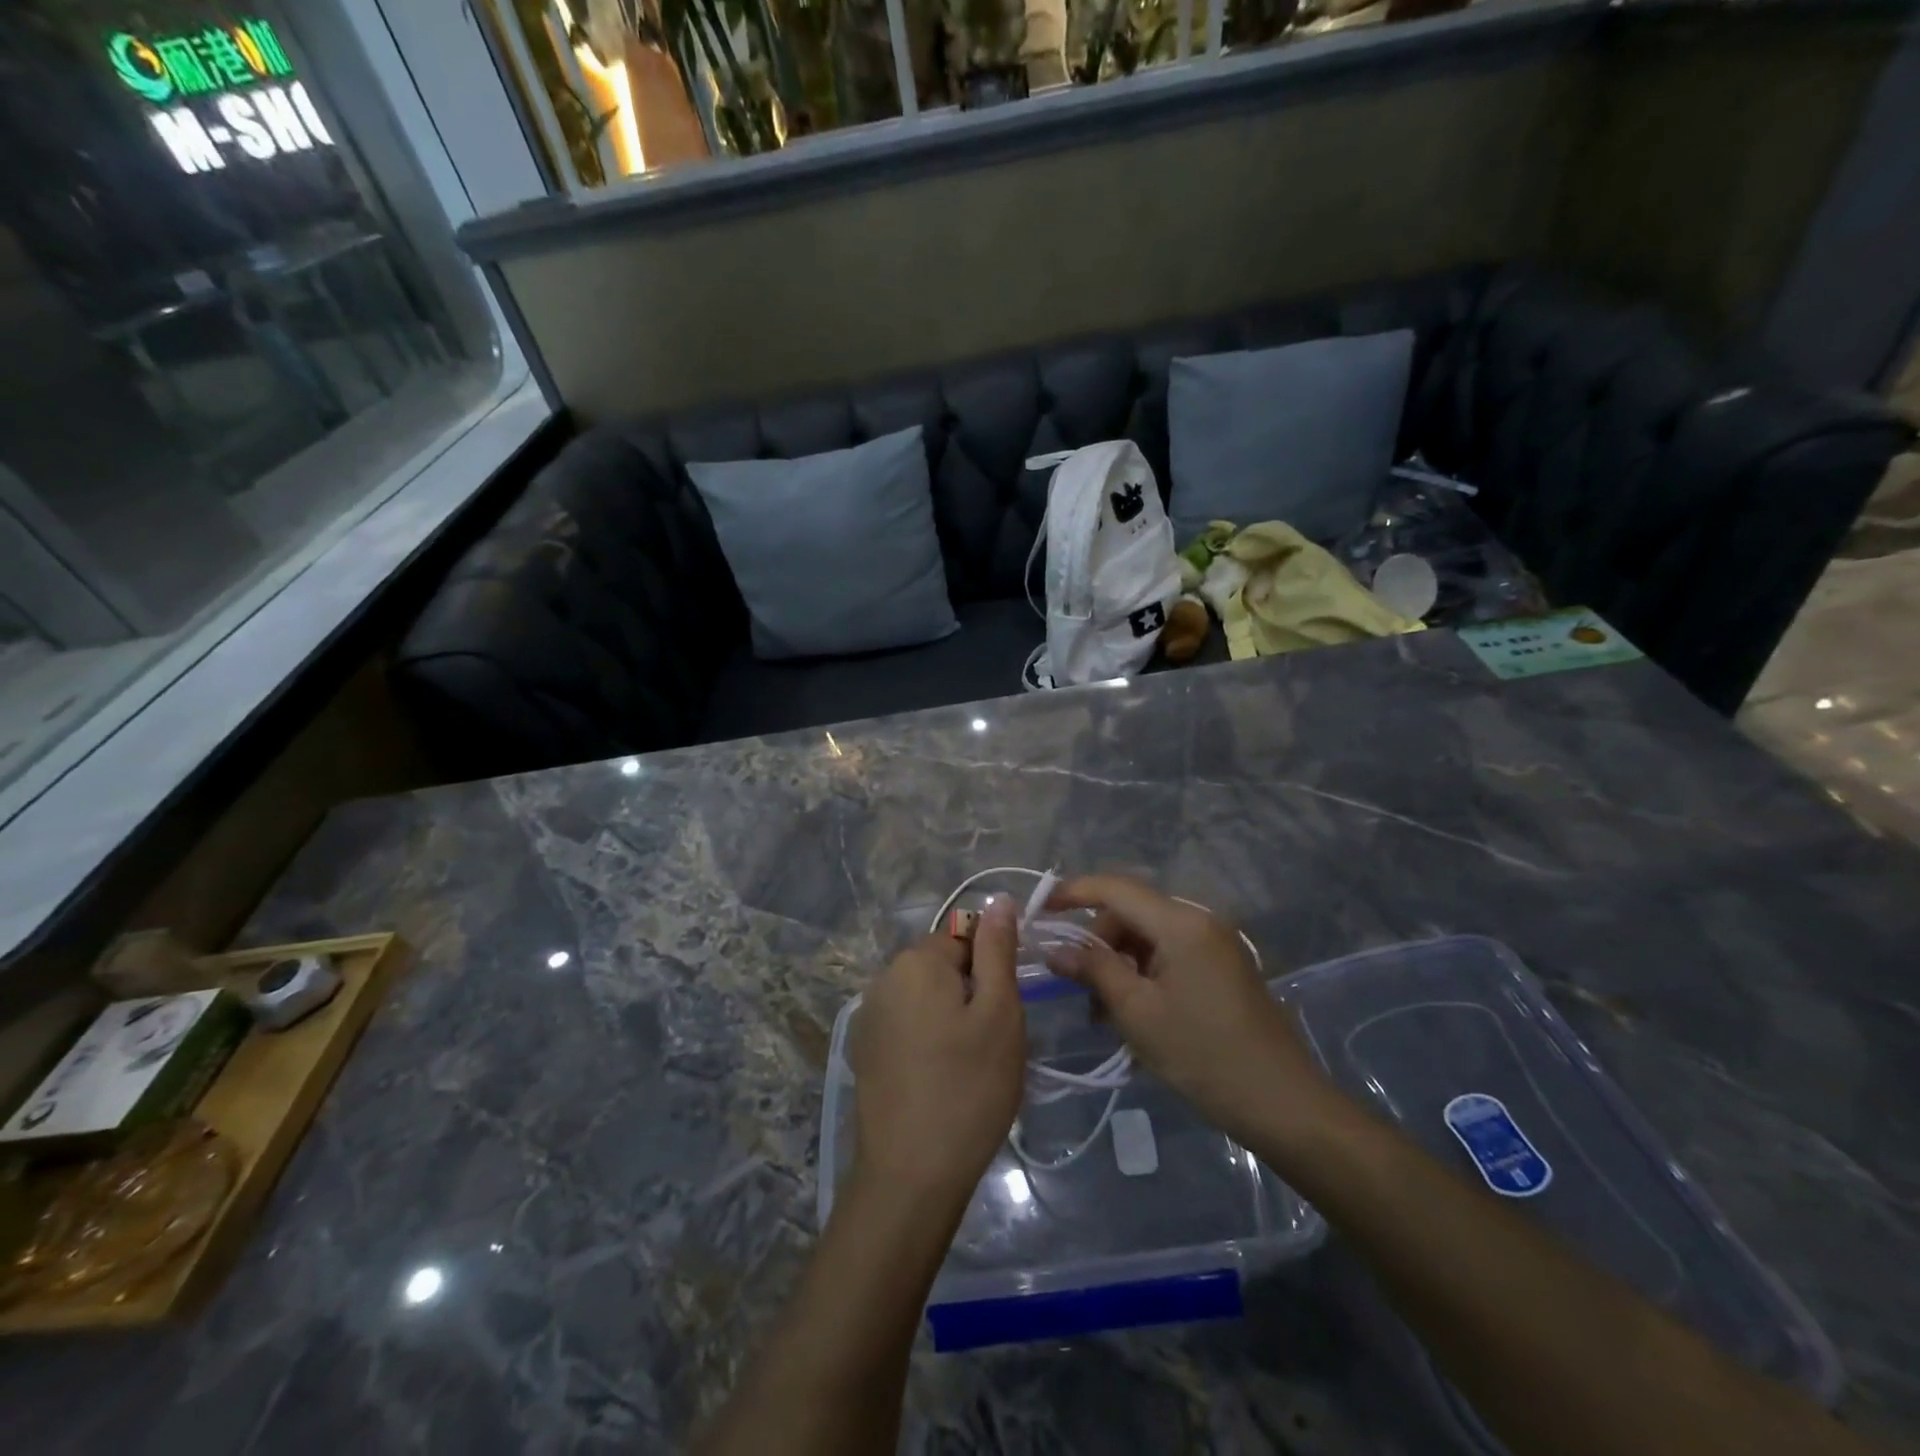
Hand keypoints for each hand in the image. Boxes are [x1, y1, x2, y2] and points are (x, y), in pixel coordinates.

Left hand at [850, 900, 1025, 1205]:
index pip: (966, 935)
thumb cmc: (968, 1087)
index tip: (1007, 1008)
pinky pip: (907, 1024)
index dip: (993, 966)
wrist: (910, 1175)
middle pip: (942, 964)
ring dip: (950, 1015)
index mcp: (916, 960)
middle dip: (971, 990)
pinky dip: (928, 1038)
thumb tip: (998, 899)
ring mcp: (869, 1015)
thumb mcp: (999, 1012)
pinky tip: (941, 1078)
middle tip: (994, 1040)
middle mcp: (884, 977)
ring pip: (926, 996)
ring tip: (970, 1063)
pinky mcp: (865, 1049)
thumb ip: (997, 950)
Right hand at [1044, 875, 1334, 1147]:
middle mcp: (1200, 919)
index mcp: (1181, 922)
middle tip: (1073, 982)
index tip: (1039, 909)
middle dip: (1097, 940)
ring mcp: (1216, 942)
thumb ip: (1093, 969)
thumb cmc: (1203, 1055)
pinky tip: (1132, 1011)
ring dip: (1119, 961)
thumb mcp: (1137, 1012)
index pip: (1115, 888)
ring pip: (1149, 934)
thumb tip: (1055, 948)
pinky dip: (1144, 972)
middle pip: (1132, 911)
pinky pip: (1170, 952)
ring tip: (1101, 1010)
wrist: (1283, 1103)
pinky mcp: (1223, 965)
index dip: (1072, 892)